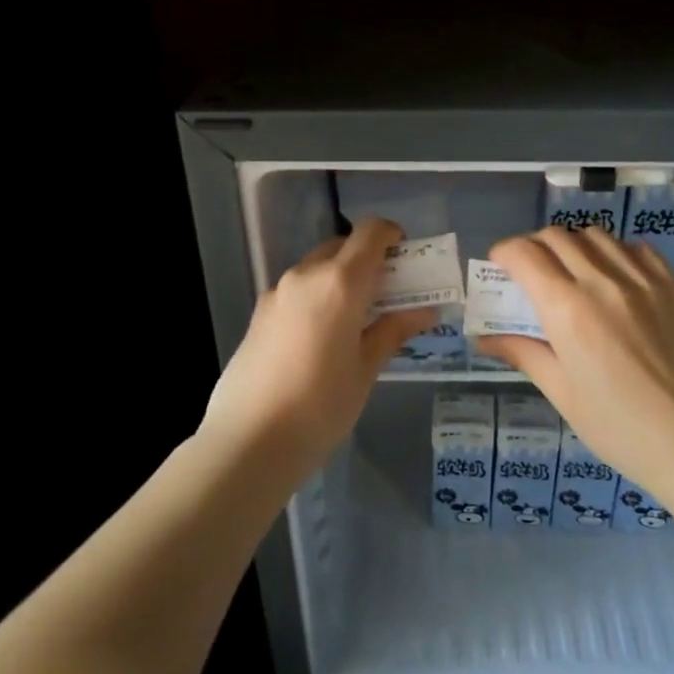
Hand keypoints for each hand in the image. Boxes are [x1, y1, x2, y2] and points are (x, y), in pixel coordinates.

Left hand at [203, 218, 436, 461]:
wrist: (248, 441)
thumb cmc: (320, 405)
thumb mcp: (366, 369)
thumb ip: (393, 331)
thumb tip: (425, 311)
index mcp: (339, 282)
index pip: (370, 232)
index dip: (392, 235)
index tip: (407, 256)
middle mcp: (306, 275)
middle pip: (343, 247)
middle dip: (369, 260)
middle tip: (389, 294)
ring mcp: (277, 293)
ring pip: (317, 268)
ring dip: (341, 278)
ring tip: (357, 319)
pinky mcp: (259, 313)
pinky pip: (298, 290)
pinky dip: (318, 296)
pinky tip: (323, 337)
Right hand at [475, 227, 673, 493]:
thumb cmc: (616, 425)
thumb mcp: (561, 391)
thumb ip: (523, 352)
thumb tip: (485, 338)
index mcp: (567, 310)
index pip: (525, 255)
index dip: (504, 252)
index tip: (500, 265)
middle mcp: (603, 282)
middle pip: (557, 237)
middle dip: (534, 246)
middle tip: (530, 270)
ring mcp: (643, 279)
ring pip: (596, 236)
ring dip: (574, 245)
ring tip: (573, 270)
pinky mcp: (673, 286)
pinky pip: (637, 249)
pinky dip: (616, 253)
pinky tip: (615, 277)